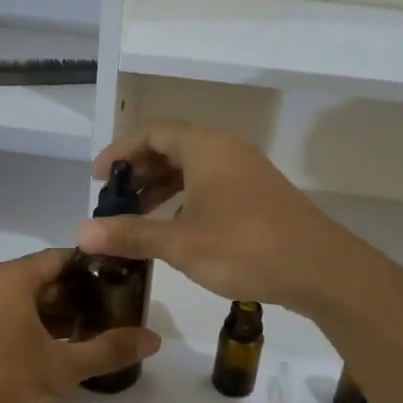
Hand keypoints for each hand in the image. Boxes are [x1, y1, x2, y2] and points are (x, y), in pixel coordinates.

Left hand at [0, 248, 159, 402]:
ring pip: (28, 301)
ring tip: (99, 334)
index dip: (98, 270)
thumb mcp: (60, 370)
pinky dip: (36, 327)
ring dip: (61, 315)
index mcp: (8, 278)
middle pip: (46, 279)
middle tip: (120, 315)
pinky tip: (63, 349)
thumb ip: (108, 350)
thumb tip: (154, 339)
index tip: (128, 285)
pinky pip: (9, 317)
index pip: (63, 258)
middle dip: (83, 297)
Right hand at [77, 121, 386, 314]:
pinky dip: (186, 198)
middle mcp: (226, 150)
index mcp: (205, 148)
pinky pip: (211, 183)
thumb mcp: (179, 243)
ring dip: (162, 187)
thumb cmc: (244, 247)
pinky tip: (176, 228)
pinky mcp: (259, 194)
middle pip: (172, 147)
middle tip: (114, 199)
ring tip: (138, 215)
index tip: (98, 178)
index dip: (119, 151)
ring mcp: (246, 171)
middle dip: (139, 171)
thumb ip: (131, 233)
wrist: (319, 269)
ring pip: (193, 167)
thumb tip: (83, 232)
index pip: (151, 133)